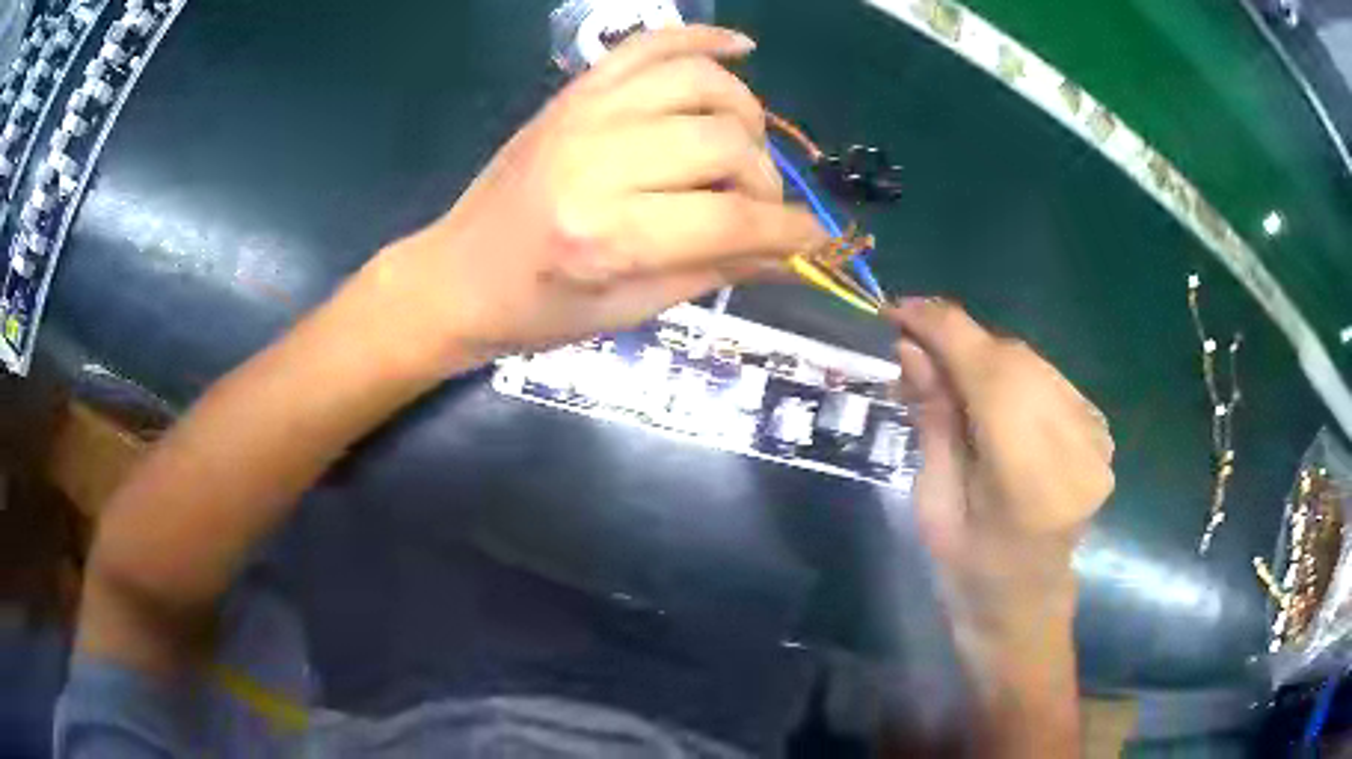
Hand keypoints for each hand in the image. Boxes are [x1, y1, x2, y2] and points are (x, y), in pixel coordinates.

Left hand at [350, 25, 826, 376]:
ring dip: (744, 113)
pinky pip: (651, 43)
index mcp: (606, 235)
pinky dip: (702, 38)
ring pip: (701, 83)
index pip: (730, 219)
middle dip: (763, 180)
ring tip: (742, 145)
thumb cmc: (538, 310)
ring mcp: (584, 114)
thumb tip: (792, 255)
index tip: (815, 238)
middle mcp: (598, 160)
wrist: (457, 275)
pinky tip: (740, 49)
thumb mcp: (630, 309)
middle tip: (756, 206)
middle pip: (725, 141)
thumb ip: (716, 270)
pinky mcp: (574, 92)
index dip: (788, 231)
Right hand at [888, 299, 1114, 627]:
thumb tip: (911, 348)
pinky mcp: (1102, 434)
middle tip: (913, 349)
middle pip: (1014, 359)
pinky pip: (1048, 379)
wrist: (1026, 607)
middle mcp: (1076, 450)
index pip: (992, 374)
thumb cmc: (969, 573)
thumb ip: (933, 421)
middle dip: (959, 341)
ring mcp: (1096, 441)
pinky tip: (989, 399)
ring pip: (1032, 363)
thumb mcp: (933, 504)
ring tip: (947, 376)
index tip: (898, 310)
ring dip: (983, 357)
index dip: (944, 329)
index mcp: (1030, 483)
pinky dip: (1011, 376)